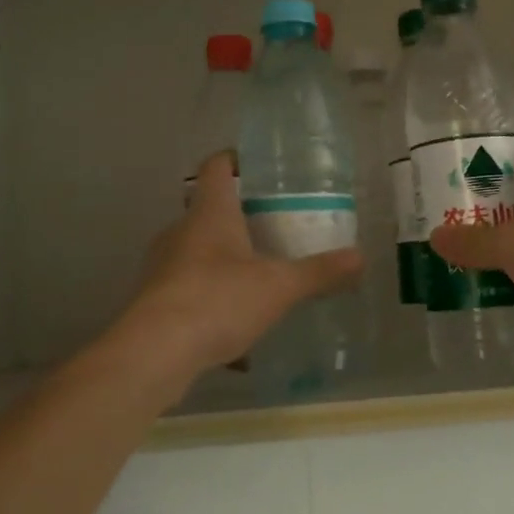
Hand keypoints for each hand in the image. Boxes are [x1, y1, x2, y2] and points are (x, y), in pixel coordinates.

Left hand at [121, 151, 363, 374]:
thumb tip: (360, 258)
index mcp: (209, 213)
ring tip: (262, 278)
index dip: (235, 159)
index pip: (216, 166)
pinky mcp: (156, 301)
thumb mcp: (278, 286)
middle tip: (276, 227)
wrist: (154, 354)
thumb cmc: (217, 301)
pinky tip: (240, 334)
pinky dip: (216, 302)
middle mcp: (181, 231)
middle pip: (209, 210)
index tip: (260, 166)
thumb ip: (319, 272)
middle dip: (241, 217)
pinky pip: (192, 292)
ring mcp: (163, 267)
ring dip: (227, 261)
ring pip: (199, 253)